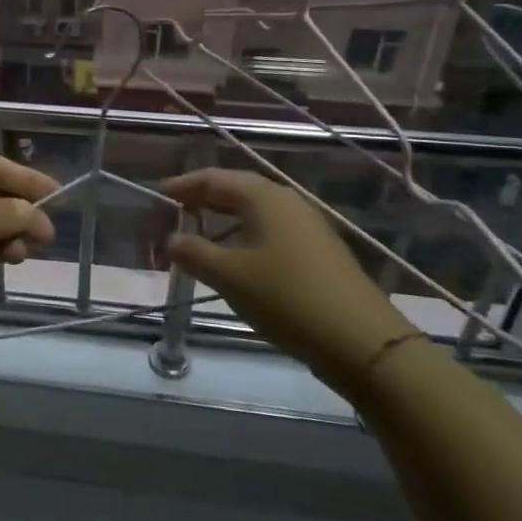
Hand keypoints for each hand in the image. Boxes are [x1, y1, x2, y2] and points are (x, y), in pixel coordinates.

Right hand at [164, 169, 416, 391]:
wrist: (362, 342)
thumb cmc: (286, 298)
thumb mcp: (229, 276)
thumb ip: (193, 252)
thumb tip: (170, 239)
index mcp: (264, 197)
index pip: (214, 178)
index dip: (184, 185)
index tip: (159, 194)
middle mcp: (287, 202)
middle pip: (236, 191)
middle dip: (203, 201)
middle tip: (174, 214)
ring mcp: (307, 227)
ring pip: (255, 213)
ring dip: (223, 222)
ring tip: (198, 239)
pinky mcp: (318, 253)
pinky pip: (270, 232)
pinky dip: (244, 237)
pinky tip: (235, 262)